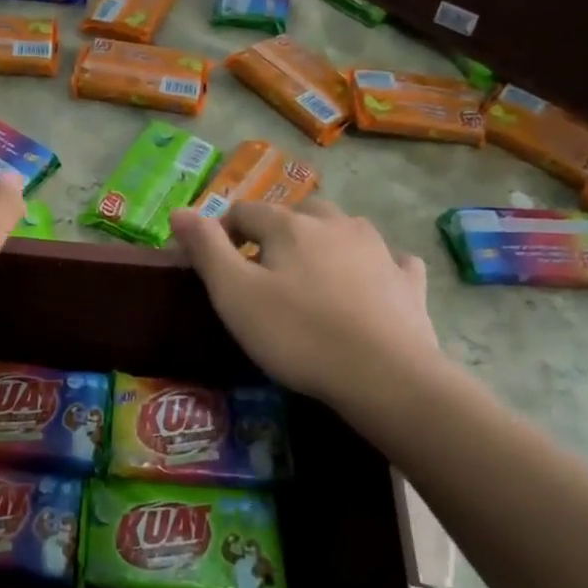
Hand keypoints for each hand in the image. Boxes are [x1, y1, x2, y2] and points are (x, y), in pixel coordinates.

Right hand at [169, 198, 441, 406]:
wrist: (383, 375)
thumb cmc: (297, 335)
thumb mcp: (234, 294)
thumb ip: (206, 249)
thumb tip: (179, 211)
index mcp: (290, 226)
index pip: (244, 212)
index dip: (223, 232)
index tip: (215, 266)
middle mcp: (336, 224)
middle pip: (297, 214)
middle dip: (275, 233)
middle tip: (263, 272)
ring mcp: (378, 250)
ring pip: (343, 229)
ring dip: (323, 242)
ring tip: (311, 277)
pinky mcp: (407, 281)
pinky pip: (388, 260)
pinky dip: (373, 264)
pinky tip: (370, 283)